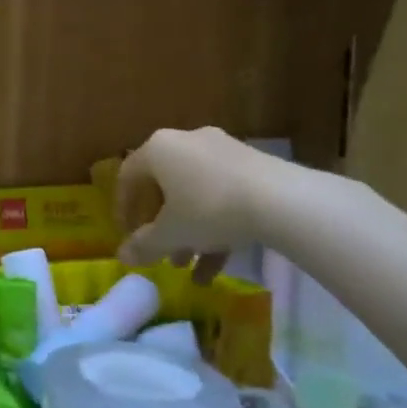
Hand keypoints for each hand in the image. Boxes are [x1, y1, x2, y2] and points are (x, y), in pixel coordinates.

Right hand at [115, 127, 286, 275]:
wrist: (283, 201)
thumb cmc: (209, 209)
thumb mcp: (171, 234)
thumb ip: (144, 245)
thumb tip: (122, 257)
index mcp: (158, 149)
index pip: (128, 177)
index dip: (123, 209)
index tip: (127, 235)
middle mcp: (186, 142)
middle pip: (164, 187)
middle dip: (162, 225)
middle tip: (161, 252)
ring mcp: (222, 151)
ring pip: (195, 194)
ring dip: (189, 231)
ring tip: (189, 265)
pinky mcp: (253, 166)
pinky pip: (223, 195)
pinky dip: (217, 226)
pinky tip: (219, 264)